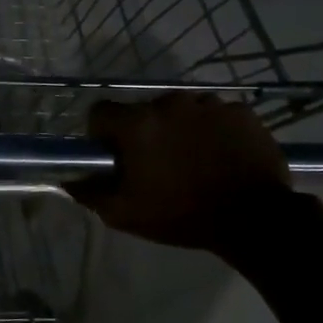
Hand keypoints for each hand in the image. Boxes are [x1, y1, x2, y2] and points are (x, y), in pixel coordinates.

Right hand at [67, 92, 290, 250]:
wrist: (254, 220)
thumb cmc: (182, 215)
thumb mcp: (126, 214)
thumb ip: (91, 193)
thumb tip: (68, 179)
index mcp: (138, 124)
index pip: (101, 111)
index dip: (102, 133)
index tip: (114, 155)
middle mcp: (170, 103)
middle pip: (144, 110)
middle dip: (145, 132)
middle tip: (157, 164)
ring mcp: (209, 103)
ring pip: (182, 111)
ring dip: (180, 129)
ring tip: (193, 160)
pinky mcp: (241, 111)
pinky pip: (216, 114)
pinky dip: (214, 130)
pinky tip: (221, 156)